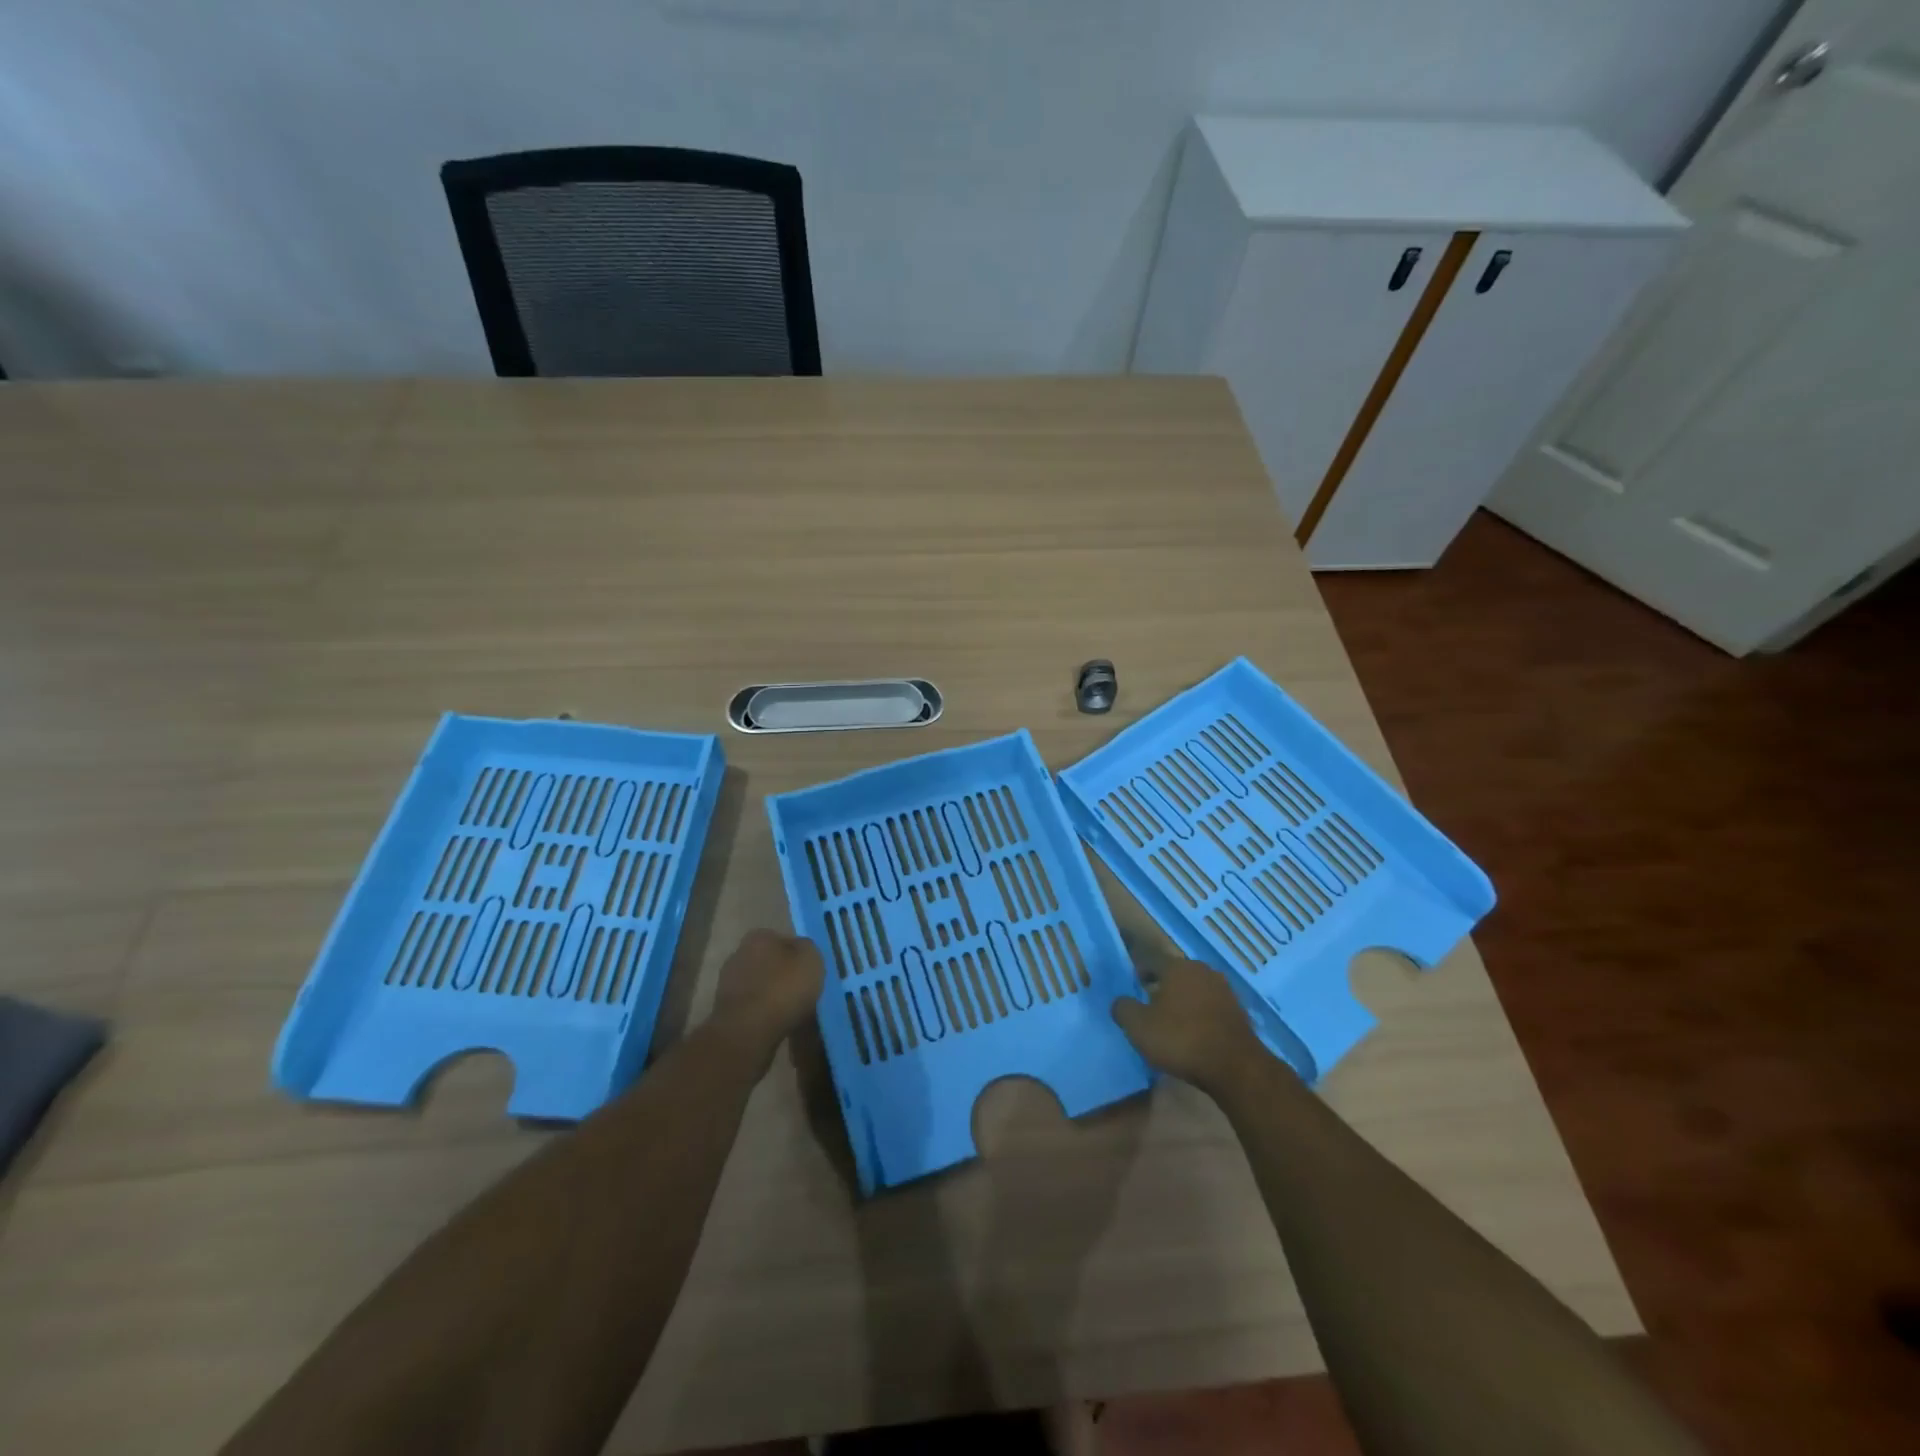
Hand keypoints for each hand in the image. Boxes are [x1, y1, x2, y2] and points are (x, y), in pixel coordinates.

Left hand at [710, 929, 825, 1065]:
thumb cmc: (782, 988)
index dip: (798, 955)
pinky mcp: (724, 1011)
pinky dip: (764, 1014)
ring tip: (793, 1012)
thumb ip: (807, 948)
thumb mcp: (811, 959)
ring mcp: (728, 984)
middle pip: (769, 962)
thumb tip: (801, 950)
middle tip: (802, 991)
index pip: (783, 939)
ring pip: (760, 985)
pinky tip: (778, 1024)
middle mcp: (738, 954)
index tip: (809, 971)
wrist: (747, 1032)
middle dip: (783, 974)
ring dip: (773, 995)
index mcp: (758, 937)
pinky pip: (752, 1008)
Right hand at [1111, 956, 1266, 1095]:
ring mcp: (1224, 990)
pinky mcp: (1239, 1011)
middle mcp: (1201, 970)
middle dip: (1162, 985)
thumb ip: (1123, 1008)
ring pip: (1195, 989)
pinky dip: (1201, 1015)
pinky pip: (1211, 1007)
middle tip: (1149, 1004)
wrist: (1235, 1067)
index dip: (1139, 971)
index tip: (1132, 985)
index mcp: (1176, 966)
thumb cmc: (1181, 1039)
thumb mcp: (1138, 1027)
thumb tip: (1120, 1001)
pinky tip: (1195, 1033)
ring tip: (1172, 1020)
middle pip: (1175, 973)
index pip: (1150, 959)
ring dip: (1183, 1000)